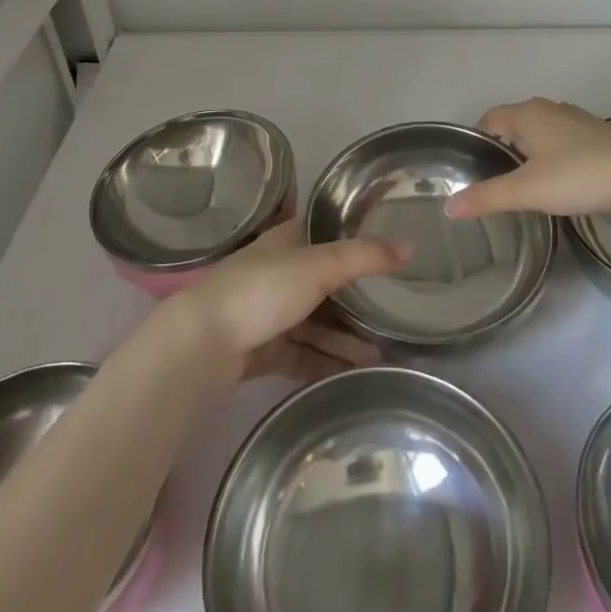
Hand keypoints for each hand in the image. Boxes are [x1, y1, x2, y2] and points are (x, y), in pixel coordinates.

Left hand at [163, 220, 407, 385]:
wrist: (202, 344)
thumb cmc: (261, 290)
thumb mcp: (318, 266)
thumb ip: (363, 257)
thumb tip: (409, 247)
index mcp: (287, 242)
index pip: (329, 237)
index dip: (359, 244)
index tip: (393, 257)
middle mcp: (280, 273)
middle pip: (327, 285)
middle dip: (359, 303)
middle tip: (396, 317)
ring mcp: (270, 313)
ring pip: (317, 324)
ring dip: (346, 339)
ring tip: (383, 357)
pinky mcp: (264, 349)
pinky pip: (304, 354)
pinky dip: (327, 362)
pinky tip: (354, 374)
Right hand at [444, 98, 610, 226]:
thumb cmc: (576, 176)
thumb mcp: (525, 191)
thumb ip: (486, 197)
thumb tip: (449, 207)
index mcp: (527, 114)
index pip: (491, 117)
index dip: (480, 138)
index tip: (476, 165)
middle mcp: (550, 108)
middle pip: (517, 121)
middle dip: (506, 144)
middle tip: (499, 177)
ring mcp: (578, 118)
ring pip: (544, 129)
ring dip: (534, 148)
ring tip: (530, 181)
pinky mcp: (601, 133)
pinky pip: (567, 138)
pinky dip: (558, 153)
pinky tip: (565, 179)